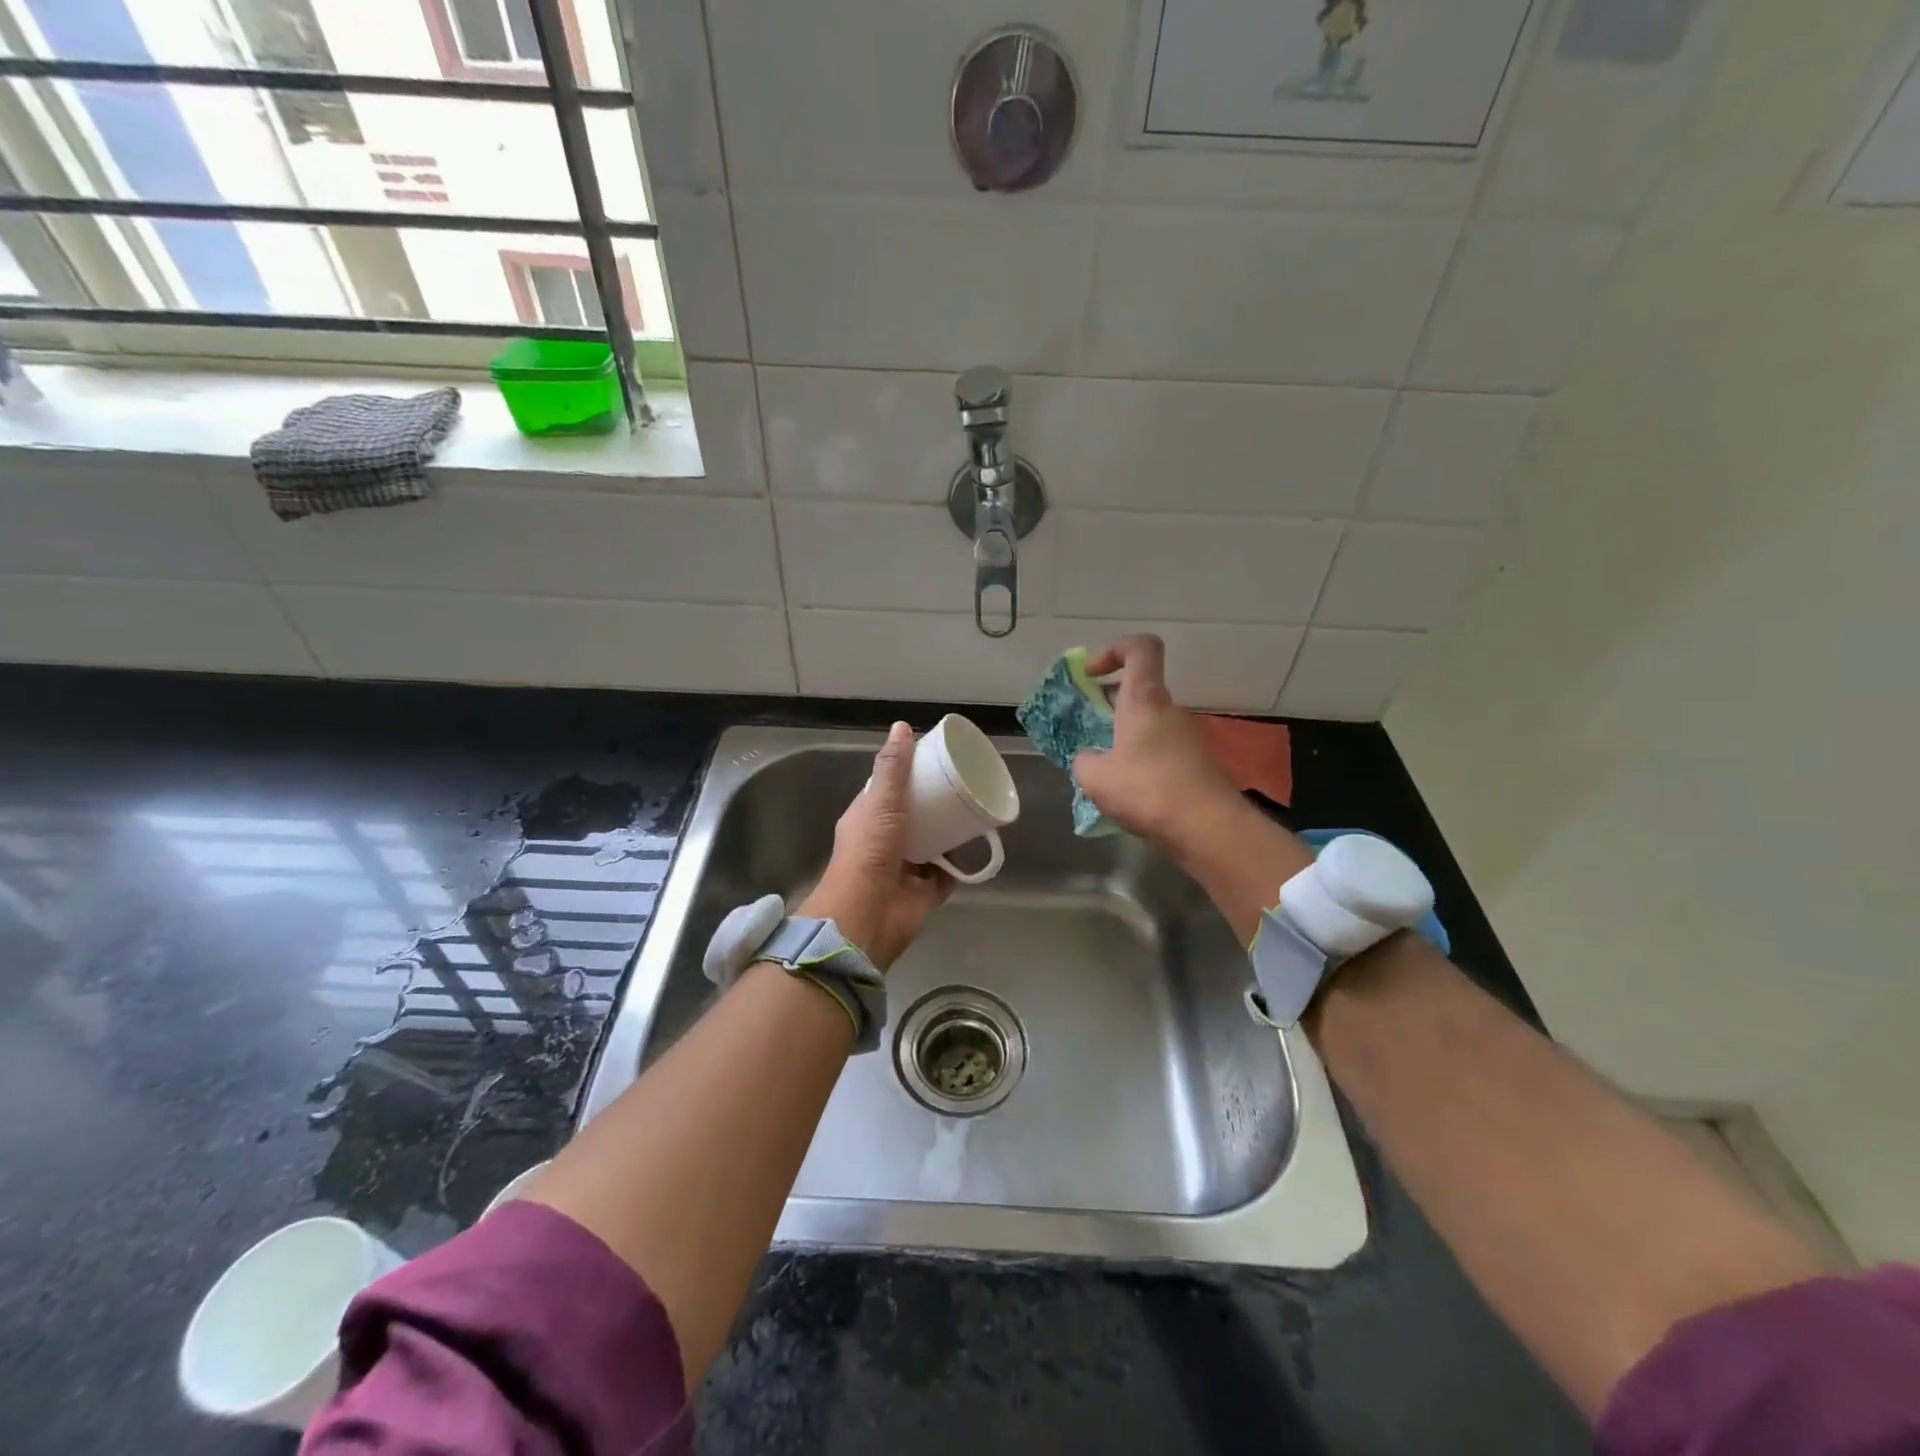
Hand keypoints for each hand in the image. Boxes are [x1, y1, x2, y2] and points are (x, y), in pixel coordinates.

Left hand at [798, 722, 954, 968]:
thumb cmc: (870, 852)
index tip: (933, 760)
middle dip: (934, 804)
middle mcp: (884, 842)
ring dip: (949, 832)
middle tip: (963, 784)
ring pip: (931, 844)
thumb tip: (901, 726)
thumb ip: (892, 768)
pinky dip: (960, 863)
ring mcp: (905, 868)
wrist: (869, 915)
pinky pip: (946, 874)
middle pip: (913, 816)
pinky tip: (977, 845)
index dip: (907, 775)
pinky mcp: (924, 892)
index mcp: (868, 819)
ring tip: (974, 809)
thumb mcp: (880, 802)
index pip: (887, 790)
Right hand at [1070, 634, 1242, 849]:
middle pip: (1139, 690)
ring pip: (1148, 724)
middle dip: (1108, 705)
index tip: (1091, 675)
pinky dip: (1139, 762)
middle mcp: (1168, 711)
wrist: (1207, 827)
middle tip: (1085, 731)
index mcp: (1144, 699)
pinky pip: (1159, 751)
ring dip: (1122, 738)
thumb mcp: (1095, 777)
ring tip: (1101, 771)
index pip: (1140, 648)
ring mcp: (1186, 738)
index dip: (1114, 650)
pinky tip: (1126, 793)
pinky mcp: (1194, 765)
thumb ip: (1084, 761)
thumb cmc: (1147, 789)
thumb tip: (1089, 760)